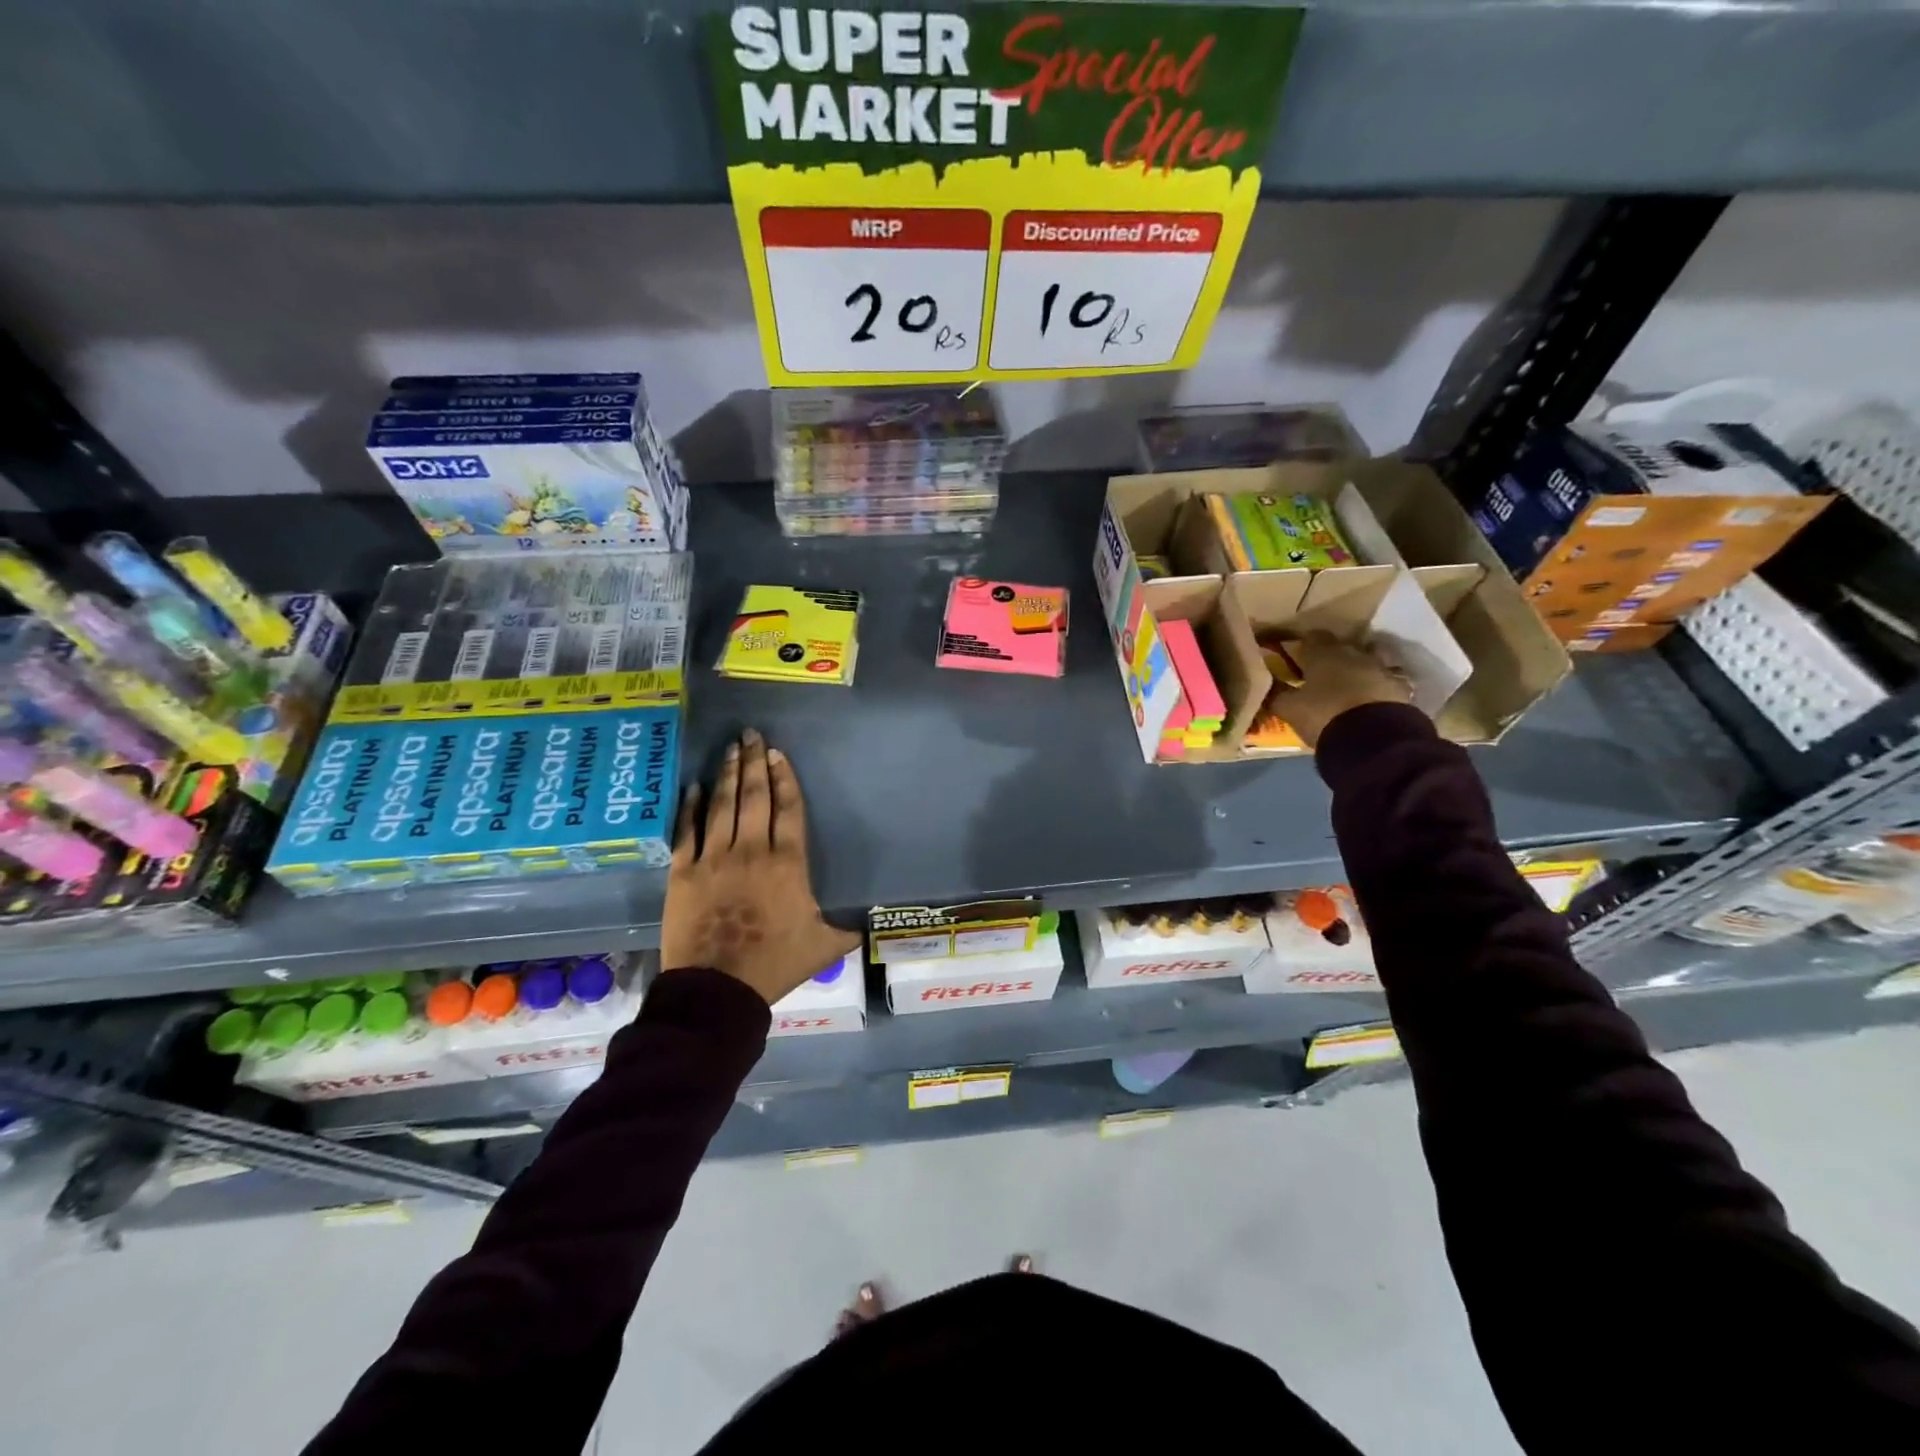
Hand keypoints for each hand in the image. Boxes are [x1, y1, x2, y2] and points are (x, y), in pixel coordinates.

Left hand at [661, 728, 859, 1005]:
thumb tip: (872, 919)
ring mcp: (714, 858)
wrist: (717, 989)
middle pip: (754, 797)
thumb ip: (848, 927)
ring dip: (727, 774)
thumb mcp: (825, 946)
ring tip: (730, 748)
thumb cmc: (775, 965)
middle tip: (751, 734)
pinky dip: (689, 806)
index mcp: (787, 863)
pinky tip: (693, 786)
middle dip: (754, 763)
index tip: (778, 753)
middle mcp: (751, 850)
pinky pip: (686, 830)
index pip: (788, 808)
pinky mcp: (683, 872)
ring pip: (722, 805)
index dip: (784, 777)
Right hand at [1273, 632, 1411, 748]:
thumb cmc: (1324, 714)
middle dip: (1332, 657)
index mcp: (1324, 653)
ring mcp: (1381, 670)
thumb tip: (1264, 684)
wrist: (1374, 738)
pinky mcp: (1401, 689)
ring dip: (1357, 671)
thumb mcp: (1289, 708)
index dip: (1304, 645)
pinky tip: (1367, 702)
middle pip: (1342, 647)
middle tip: (1319, 673)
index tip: (1296, 656)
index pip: (1313, 637)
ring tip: (1346, 687)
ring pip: (1366, 662)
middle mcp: (1354, 654)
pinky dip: (1375, 689)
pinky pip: (1384, 683)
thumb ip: (1276, 693)